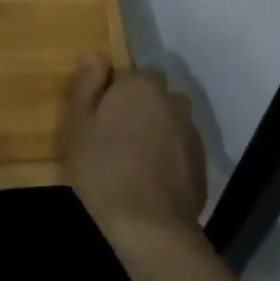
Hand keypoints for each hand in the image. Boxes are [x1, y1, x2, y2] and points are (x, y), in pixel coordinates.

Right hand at [63, 55, 207, 244]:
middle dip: (135, 107)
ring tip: (135, 157)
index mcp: (139, 85)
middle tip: (114, 138)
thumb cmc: (104, 170)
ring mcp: (189, 128)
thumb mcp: (79, 126)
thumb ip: (86, 85)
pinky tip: (153, 176)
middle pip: (149, 93)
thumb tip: (94, 54)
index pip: (123, 74)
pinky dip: (169, 152)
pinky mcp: (201, 158)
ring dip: (155, 127)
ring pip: (167, 117)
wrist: (151, 226)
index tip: (96, 119)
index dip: (108, 94)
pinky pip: (179, 144)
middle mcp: (169, 98)